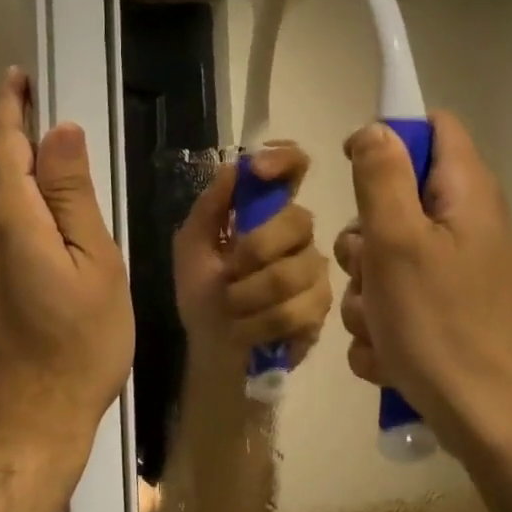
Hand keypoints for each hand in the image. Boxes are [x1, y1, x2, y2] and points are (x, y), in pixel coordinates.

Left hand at [0, 69, 133, 472]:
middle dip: (5, 138)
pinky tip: (31, 231)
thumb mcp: (95, 266)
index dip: (9, 105)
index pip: (2, 142)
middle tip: (46, 134)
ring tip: (44, 180)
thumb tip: (59, 133)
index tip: (20, 78)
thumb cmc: (76, 348)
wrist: (19, 430)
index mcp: (7, 218)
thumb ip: (73, 196)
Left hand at [172, 144, 331, 378]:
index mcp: (266, 211)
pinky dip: (260, 323)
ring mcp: (314, 270)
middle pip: (298, 220)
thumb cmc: (202, 295)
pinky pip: (298, 309)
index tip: (259, 170)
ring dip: (249, 295)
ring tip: (233, 308)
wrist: (212, 352)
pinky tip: (249, 330)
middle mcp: (297, 234)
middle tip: (229, 274)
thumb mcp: (191, 248)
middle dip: (254, 250)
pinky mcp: (320, 308)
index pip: (292, 167)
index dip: (283, 159)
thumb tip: (233, 167)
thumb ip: (210, 208)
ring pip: (294, 271)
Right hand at [335, 112, 511, 453]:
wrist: (493, 424)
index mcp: (464, 194)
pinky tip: (391, 356)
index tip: (355, 171)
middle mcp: (465, 225)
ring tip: (382, 327)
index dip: (389, 136)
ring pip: (386, 259)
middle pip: (395, 200)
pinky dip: (385, 326)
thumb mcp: (398, 242)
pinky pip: (398, 302)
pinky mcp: (449, 313)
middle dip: (364, 239)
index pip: (432, 127)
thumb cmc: (442, 325)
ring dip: (368, 292)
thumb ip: (381, 177)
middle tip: (369, 270)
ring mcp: (458, 273)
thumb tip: (374, 129)